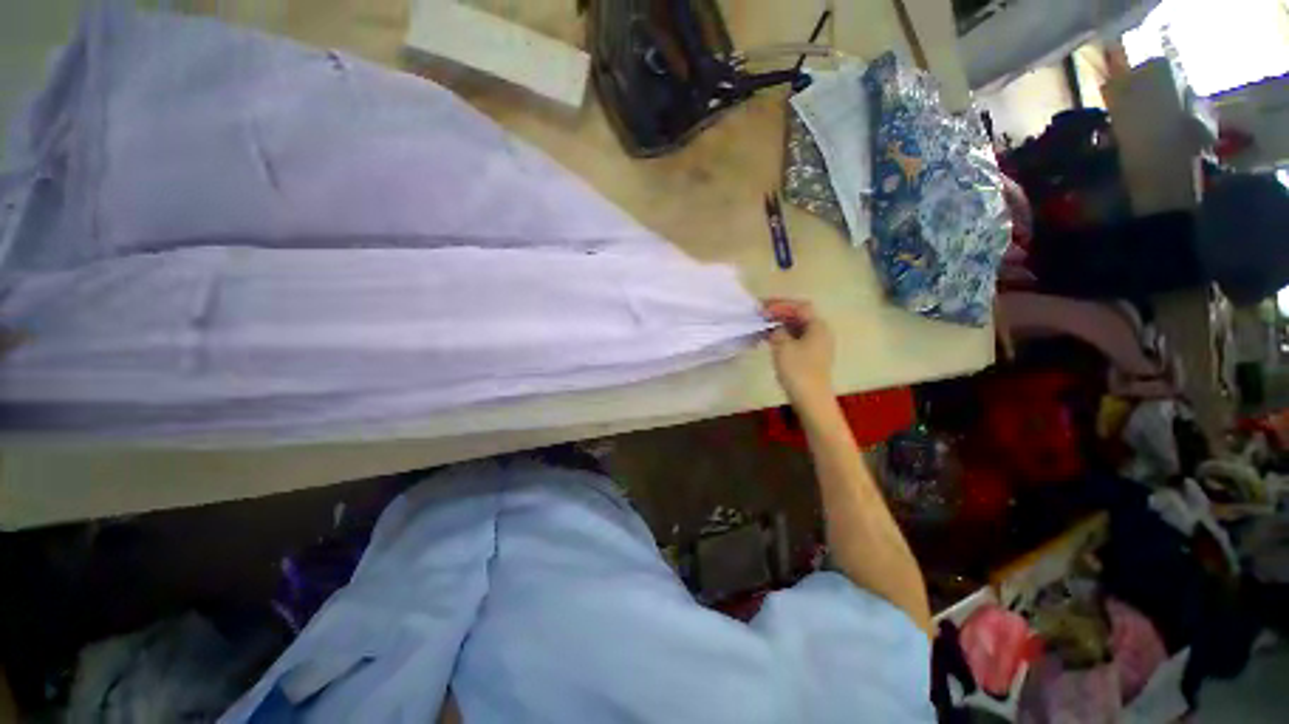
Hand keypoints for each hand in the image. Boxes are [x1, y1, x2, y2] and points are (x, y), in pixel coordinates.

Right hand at [762, 299, 834, 411]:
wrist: (811, 399)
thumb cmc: (798, 370)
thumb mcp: (782, 346)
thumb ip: (777, 331)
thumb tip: (775, 327)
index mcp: (818, 326)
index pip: (799, 306)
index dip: (780, 305)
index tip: (762, 309)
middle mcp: (821, 332)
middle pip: (799, 315)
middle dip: (779, 313)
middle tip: (760, 314)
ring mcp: (817, 345)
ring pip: (797, 327)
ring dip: (780, 324)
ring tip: (762, 325)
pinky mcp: (811, 356)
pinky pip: (796, 338)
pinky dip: (783, 335)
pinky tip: (770, 339)